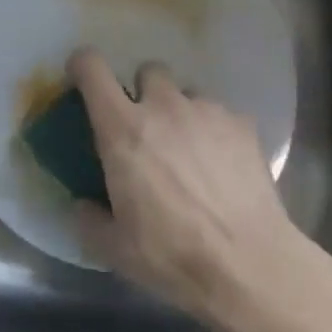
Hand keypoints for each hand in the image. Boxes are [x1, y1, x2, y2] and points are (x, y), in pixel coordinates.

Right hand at [70, 49, 310, 331]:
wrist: (250, 266)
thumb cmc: (173, 255)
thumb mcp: (115, 249)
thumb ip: (89, 219)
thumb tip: (83, 204)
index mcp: (123, 128)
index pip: (92, 68)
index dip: (83, 65)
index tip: (82, 79)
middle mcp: (163, 106)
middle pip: (147, 71)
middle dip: (143, 92)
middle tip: (147, 129)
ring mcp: (206, 110)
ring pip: (187, 93)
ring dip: (181, 113)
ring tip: (190, 153)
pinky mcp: (242, 124)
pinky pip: (220, 115)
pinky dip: (215, 132)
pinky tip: (223, 168)